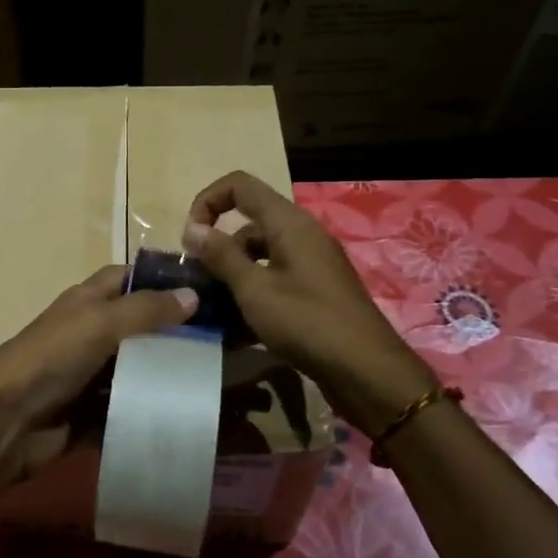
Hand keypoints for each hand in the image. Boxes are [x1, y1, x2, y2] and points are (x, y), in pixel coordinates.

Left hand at [0, 265, 197, 485]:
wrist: (4, 423)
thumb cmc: (51, 358)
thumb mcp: (99, 323)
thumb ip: (146, 309)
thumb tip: (193, 294)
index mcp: (86, 302)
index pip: (127, 278)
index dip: (160, 278)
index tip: (205, 286)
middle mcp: (89, 333)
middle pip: (138, 325)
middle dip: (174, 329)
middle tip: (223, 336)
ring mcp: (90, 375)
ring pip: (137, 367)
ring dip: (167, 371)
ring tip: (216, 374)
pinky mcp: (92, 413)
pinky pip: (129, 406)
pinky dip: (152, 408)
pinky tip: (188, 410)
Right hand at [183, 171, 433, 431]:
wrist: (367, 372)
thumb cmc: (307, 323)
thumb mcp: (255, 289)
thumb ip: (221, 256)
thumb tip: (192, 228)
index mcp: (288, 223)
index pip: (240, 185)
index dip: (208, 201)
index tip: (190, 238)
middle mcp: (301, 235)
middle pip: (248, 224)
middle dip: (217, 248)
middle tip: (197, 281)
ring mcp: (311, 265)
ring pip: (259, 257)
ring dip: (232, 276)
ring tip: (211, 310)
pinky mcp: (315, 292)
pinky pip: (274, 281)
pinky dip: (253, 296)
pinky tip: (235, 330)